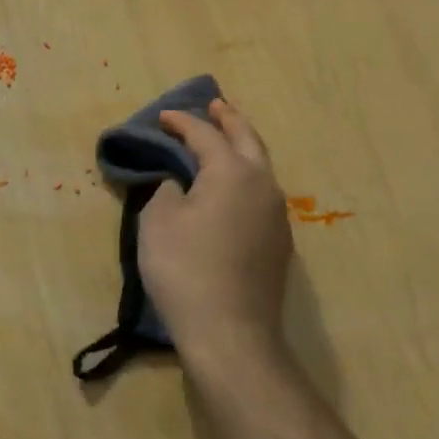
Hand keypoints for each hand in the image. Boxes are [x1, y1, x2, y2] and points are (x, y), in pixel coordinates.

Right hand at [138, 98, 293, 364]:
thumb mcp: (158, 222)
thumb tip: (182, 186)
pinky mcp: (279, 241)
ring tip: (225, 139)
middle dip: (229, 119)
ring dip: (242, 147)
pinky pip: (262, 193)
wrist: (230, 333)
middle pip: (247, 139)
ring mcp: (277, 214)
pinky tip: (234, 187)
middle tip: (215, 105)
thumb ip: (168, 190)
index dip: (182, 122)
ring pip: (261, 166)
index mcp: (232, 172)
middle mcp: (262, 184)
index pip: (204, 135)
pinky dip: (246, 177)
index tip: (163, 117)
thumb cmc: (186, 270)